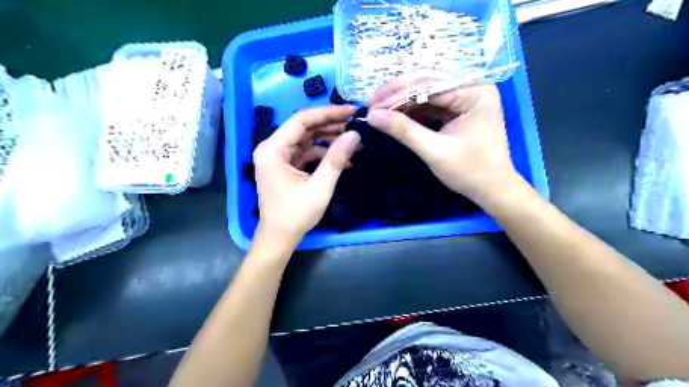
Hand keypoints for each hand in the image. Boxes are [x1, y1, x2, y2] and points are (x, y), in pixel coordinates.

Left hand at [252, 104, 360, 245]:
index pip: (301, 120)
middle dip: (330, 125)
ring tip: (353, 140)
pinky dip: (323, 153)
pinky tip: (342, 159)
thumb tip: (355, 135)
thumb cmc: (296, 215)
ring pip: (306, 139)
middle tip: (356, 124)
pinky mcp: (285, 165)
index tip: (351, 110)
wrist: (279, 237)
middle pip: (303, 127)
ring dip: (329, 139)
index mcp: (273, 150)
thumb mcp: (320, 187)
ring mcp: (278, 156)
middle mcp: (272, 148)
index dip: (328, 113)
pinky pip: (306, 152)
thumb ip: (336, 159)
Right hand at [369, 74, 518, 203]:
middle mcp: (472, 86)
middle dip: (397, 93)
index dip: (396, 94)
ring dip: (402, 100)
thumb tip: (372, 116)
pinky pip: (432, 102)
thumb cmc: (470, 171)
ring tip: (379, 110)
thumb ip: (403, 131)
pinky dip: (413, 109)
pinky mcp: (460, 108)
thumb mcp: (434, 151)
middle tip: (371, 103)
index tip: (371, 106)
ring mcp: (466, 96)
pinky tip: (397, 116)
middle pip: (427, 81)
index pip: (428, 84)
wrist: (492, 189)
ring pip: (427, 90)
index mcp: (474, 91)